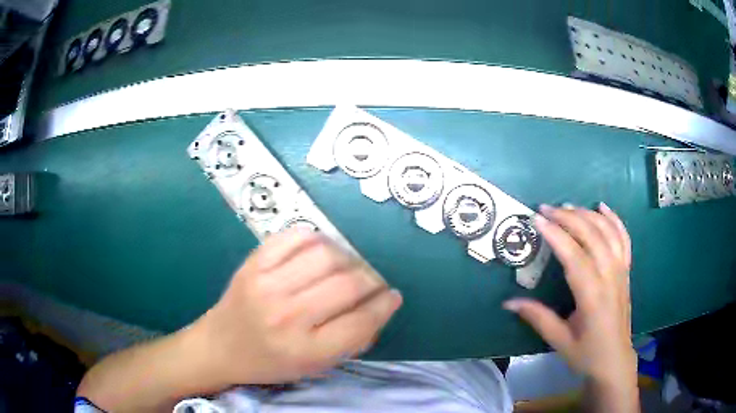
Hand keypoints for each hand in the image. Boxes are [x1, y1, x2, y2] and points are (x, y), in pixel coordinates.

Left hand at [192, 228, 401, 384]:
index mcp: (305, 350)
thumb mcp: (315, 366)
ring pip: (326, 255)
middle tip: (372, 282)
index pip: (360, 321)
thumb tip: (382, 305)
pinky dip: (317, 238)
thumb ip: (352, 341)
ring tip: (347, 266)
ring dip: (348, 258)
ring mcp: (266, 284)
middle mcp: (286, 316)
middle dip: (371, 280)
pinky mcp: (253, 263)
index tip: (391, 296)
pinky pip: (295, 236)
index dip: (384, 305)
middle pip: (347, 284)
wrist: (220, 346)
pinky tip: (320, 251)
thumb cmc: (271, 362)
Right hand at [504, 203, 635, 387]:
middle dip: (568, 218)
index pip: (574, 256)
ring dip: (588, 215)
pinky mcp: (626, 271)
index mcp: (592, 296)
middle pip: (592, 236)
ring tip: (568, 206)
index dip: (556, 235)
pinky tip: (602, 207)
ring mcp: (621, 271)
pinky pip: (624, 238)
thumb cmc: (587, 354)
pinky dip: (614, 219)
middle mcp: (610, 277)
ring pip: (608, 232)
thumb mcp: (559, 340)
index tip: (537, 219)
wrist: (615, 360)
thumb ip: (537, 317)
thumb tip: (508, 302)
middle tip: (546, 209)